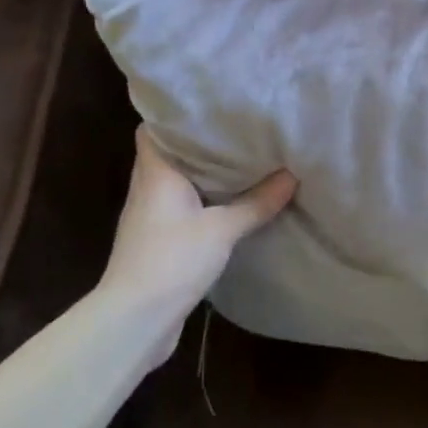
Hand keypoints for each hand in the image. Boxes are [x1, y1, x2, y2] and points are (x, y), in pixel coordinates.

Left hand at [96, 127, 295, 351]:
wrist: (135, 320)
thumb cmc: (172, 260)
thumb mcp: (222, 229)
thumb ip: (256, 202)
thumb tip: (291, 175)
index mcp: (155, 174)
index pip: (153, 130)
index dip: (176, 116)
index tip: (210, 108)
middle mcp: (147, 190)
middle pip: (170, 156)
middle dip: (201, 145)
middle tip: (238, 131)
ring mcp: (150, 218)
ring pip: (178, 184)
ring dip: (204, 176)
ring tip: (242, 162)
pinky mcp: (158, 244)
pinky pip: (182, 210)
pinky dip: (203, 204)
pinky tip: (230, 205)